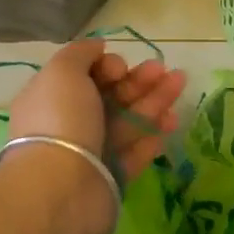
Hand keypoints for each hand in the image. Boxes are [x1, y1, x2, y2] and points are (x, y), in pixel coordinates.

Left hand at [6, 39, 187, 233]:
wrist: (61, 187)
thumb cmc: (60, 119)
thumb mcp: (62, 71)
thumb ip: (80, 53)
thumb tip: (98, 47)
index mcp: (52, 98)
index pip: (85, 76)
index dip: (107, 66)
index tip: (119, 68)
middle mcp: (70, 124)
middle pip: (111, 97)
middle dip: (139, 81)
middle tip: (165, 70)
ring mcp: (92, 153)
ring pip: (127, 122)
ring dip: (154, 102)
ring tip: (180, 85)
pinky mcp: (111, 179)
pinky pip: (134, 154)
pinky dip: (151, 137)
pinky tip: (170, 122)